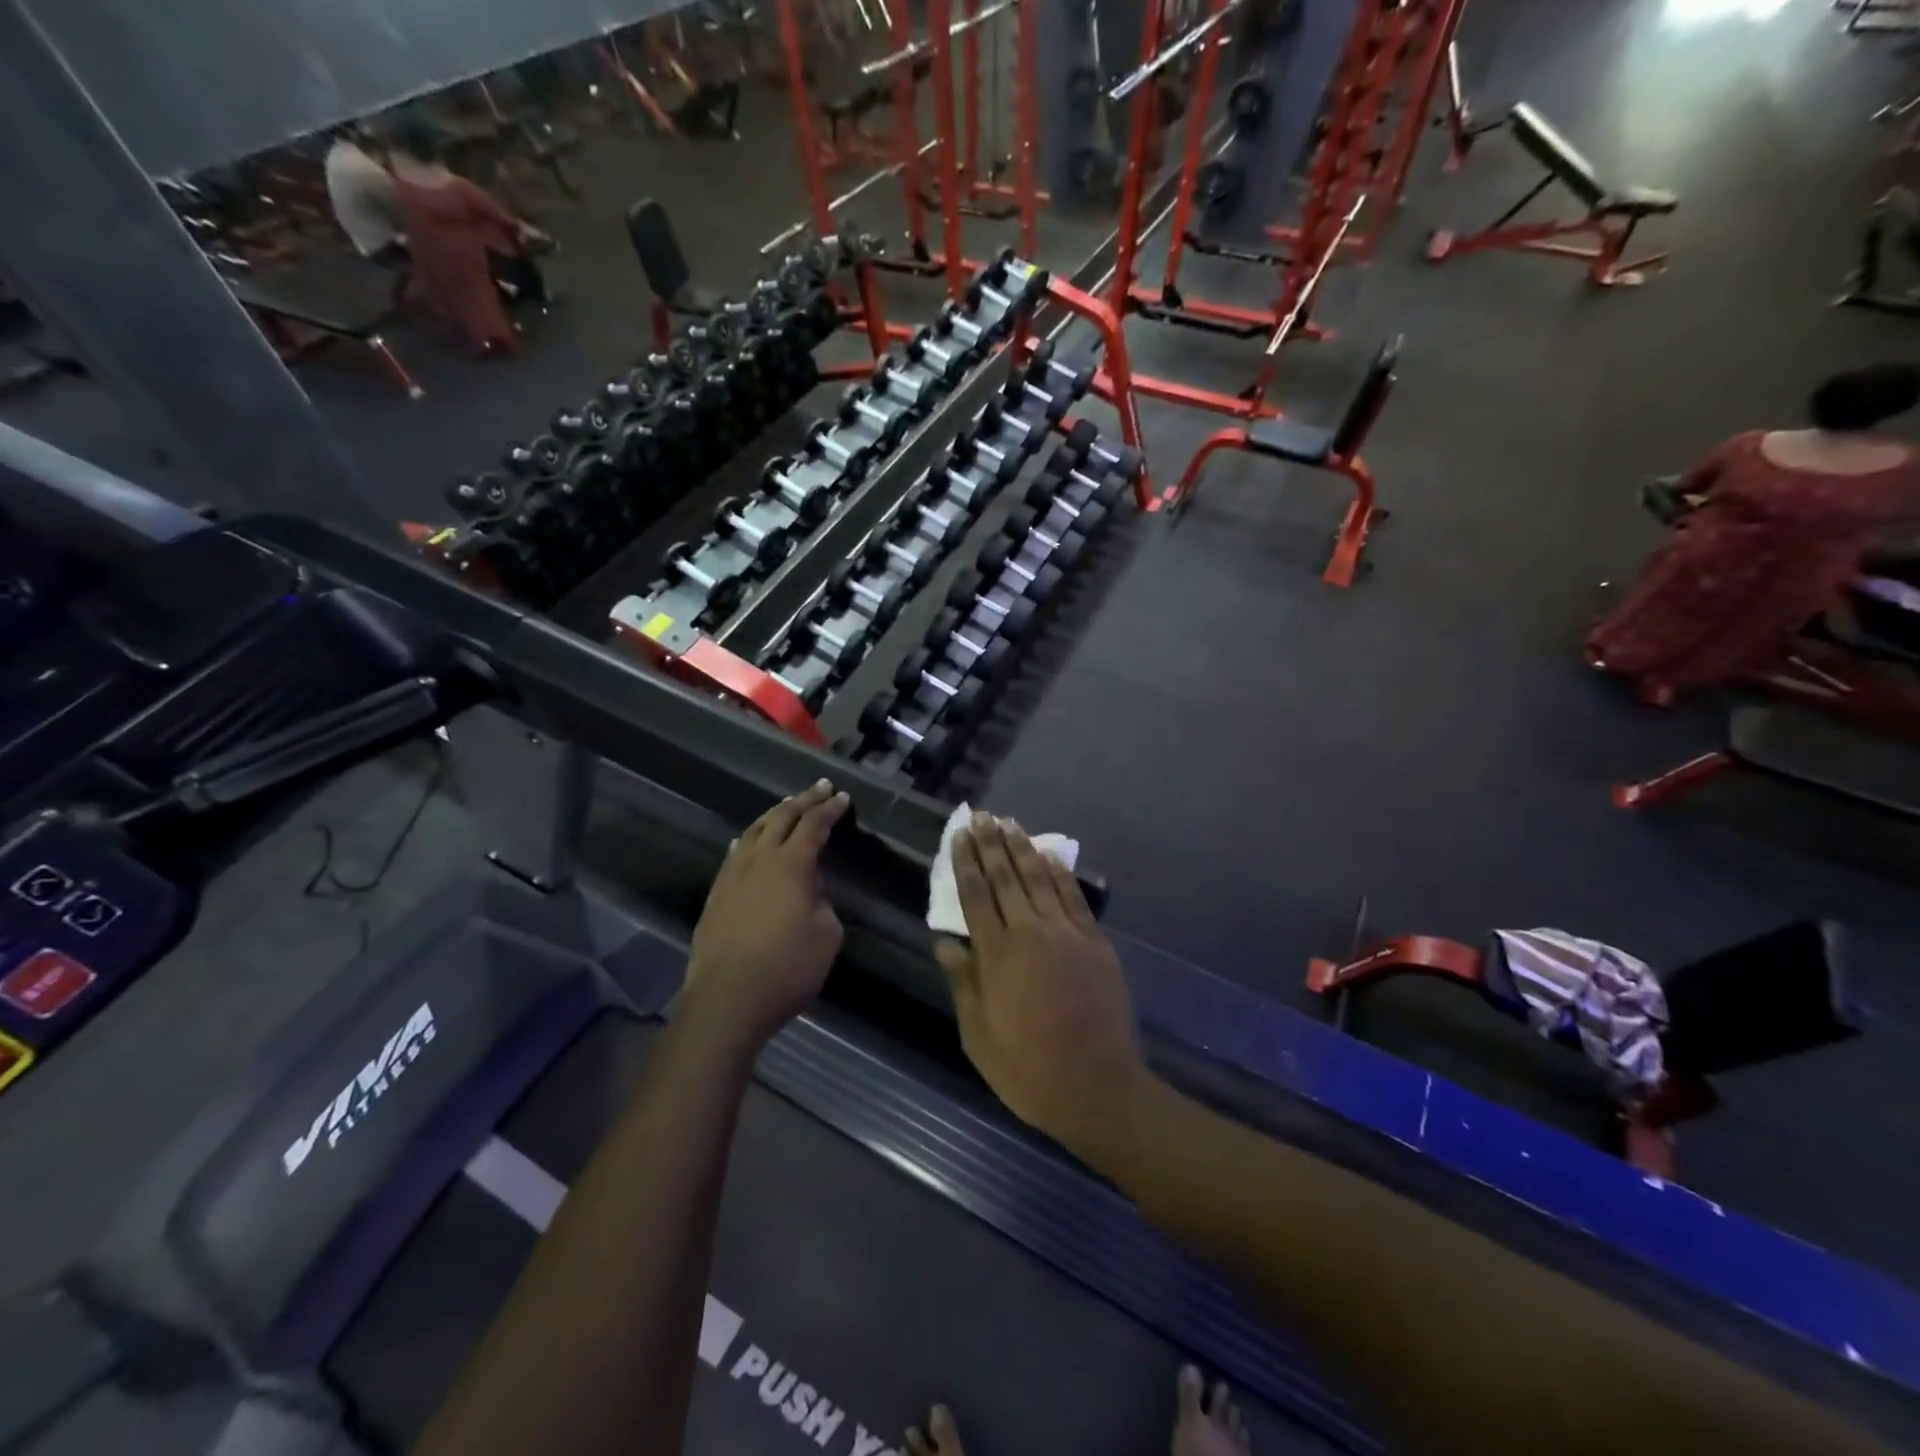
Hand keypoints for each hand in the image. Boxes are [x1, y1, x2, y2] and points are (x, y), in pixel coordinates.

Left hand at [683, 781, 848, 1045]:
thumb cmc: (787, 968)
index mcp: (791, 865)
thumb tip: (810, 893)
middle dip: (803, 800)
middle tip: (820, 788)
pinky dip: (749, 838)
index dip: (830, 810)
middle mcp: (759, 860)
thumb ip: (823, 904)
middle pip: (781, 818)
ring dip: (774, 815)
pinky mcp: (716, 894)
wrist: (727, 1000)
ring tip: (786, 806)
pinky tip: (747, 840)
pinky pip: (735, 853)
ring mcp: (732, 875)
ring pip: (753, 830)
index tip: (843, 798)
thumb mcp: (827, 935)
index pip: (813, 825)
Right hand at [934, 814, 1148, 1161]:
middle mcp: (1030, 933)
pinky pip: (1074, 897)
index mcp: (997, 955)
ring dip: (1023, 848)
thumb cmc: (1028, 1068)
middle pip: (1006, 877)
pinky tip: (1050, 855)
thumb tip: (944, 942)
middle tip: (981, 816)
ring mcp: (1067, 934)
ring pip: (1039, 879)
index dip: (965, 862)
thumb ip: (963, 983)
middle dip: (991, 844)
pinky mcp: (1095, 942)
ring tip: (1010, 824)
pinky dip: (1060, 873)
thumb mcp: (978, 1035)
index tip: (958, 835)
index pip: (975, 895)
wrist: (1097, 1087)